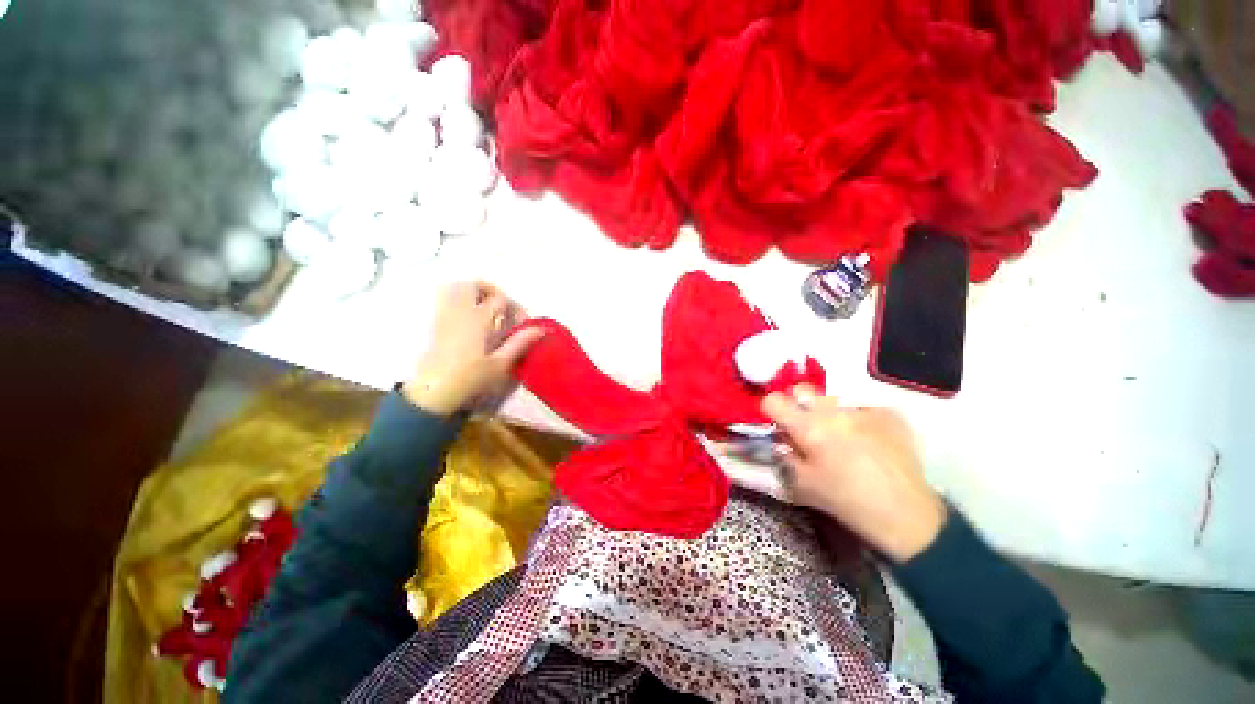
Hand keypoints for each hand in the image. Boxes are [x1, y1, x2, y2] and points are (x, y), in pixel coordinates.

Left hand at [401, 281, 544, 414]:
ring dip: (473, 292)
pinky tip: (470, 318)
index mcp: (478, 320)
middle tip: (503, 306)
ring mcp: (445, 316)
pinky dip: (460, 300)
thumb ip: (520, 343)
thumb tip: (540, 329)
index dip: (515, 307)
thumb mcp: (501, 363)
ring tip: (486, 307)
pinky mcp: (436, 324)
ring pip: (455, 288)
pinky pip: (446, 300)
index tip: (522, 323)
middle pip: (473, 285)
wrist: (434, 391)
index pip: (500, 299)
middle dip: (491, 290)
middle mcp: (460, 312)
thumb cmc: (470, 378)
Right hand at [762, 386, 945, 562]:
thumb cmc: (846, 500)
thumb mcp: (802, 484)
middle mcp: (833, 410)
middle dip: (796, 404)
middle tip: (805, 426)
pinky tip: (866, 437)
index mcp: (808, 427)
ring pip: (832, 396)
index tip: (777, 425)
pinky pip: (861, 404)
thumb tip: (779, 440)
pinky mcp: (887, 413)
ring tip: (839, 433)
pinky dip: (856, 416)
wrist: (906, 514)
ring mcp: (863, 408)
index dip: (770, 411)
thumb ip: (784, 456)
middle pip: (801, 389)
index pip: (773, 400)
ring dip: (827, 410)